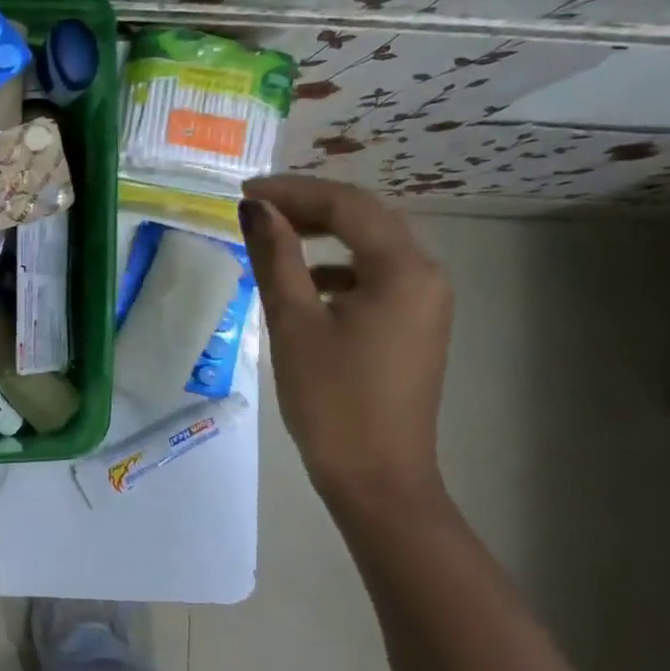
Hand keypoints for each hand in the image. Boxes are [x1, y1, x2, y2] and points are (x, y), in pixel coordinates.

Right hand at [239, 176, 452, 512]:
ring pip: (370, 247)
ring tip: (273, 240)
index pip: (347, 205)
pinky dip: (337, 269)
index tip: (243, 195)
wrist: (377, 479)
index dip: (292, 191)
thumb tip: (254, 209)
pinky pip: (375, 278)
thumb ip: (276, 257)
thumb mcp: (294, 323)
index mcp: (403, 269)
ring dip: (322, 236)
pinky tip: (304, 285)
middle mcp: (426, 275)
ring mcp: (425, 302)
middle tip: (255, 210)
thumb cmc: (331, 400)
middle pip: (365, 219)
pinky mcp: (414, 326)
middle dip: (308, 207)